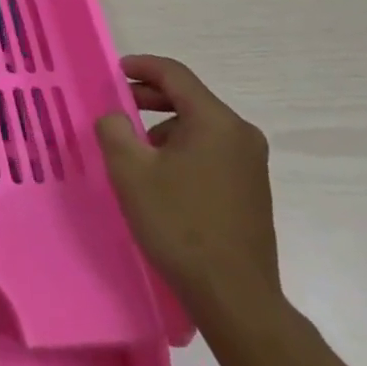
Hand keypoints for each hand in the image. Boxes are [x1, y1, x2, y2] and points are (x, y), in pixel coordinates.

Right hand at [96, 55, 280, 325]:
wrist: (235, 298)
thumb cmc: (180, 225)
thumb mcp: (131, 172)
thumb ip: (114, 130)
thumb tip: (116, 117)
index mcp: (216, 121)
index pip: (175, 75)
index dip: (142, 66)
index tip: (115, 71)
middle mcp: (240, 135)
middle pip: (189, 99)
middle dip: (150, 98)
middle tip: (118, 108)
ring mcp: (251, 164)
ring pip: (199, 127)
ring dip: (164, 128)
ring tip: (136, 151)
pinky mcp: (252, 191)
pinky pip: (211, 151)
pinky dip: (183, 150)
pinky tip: (162, 177)